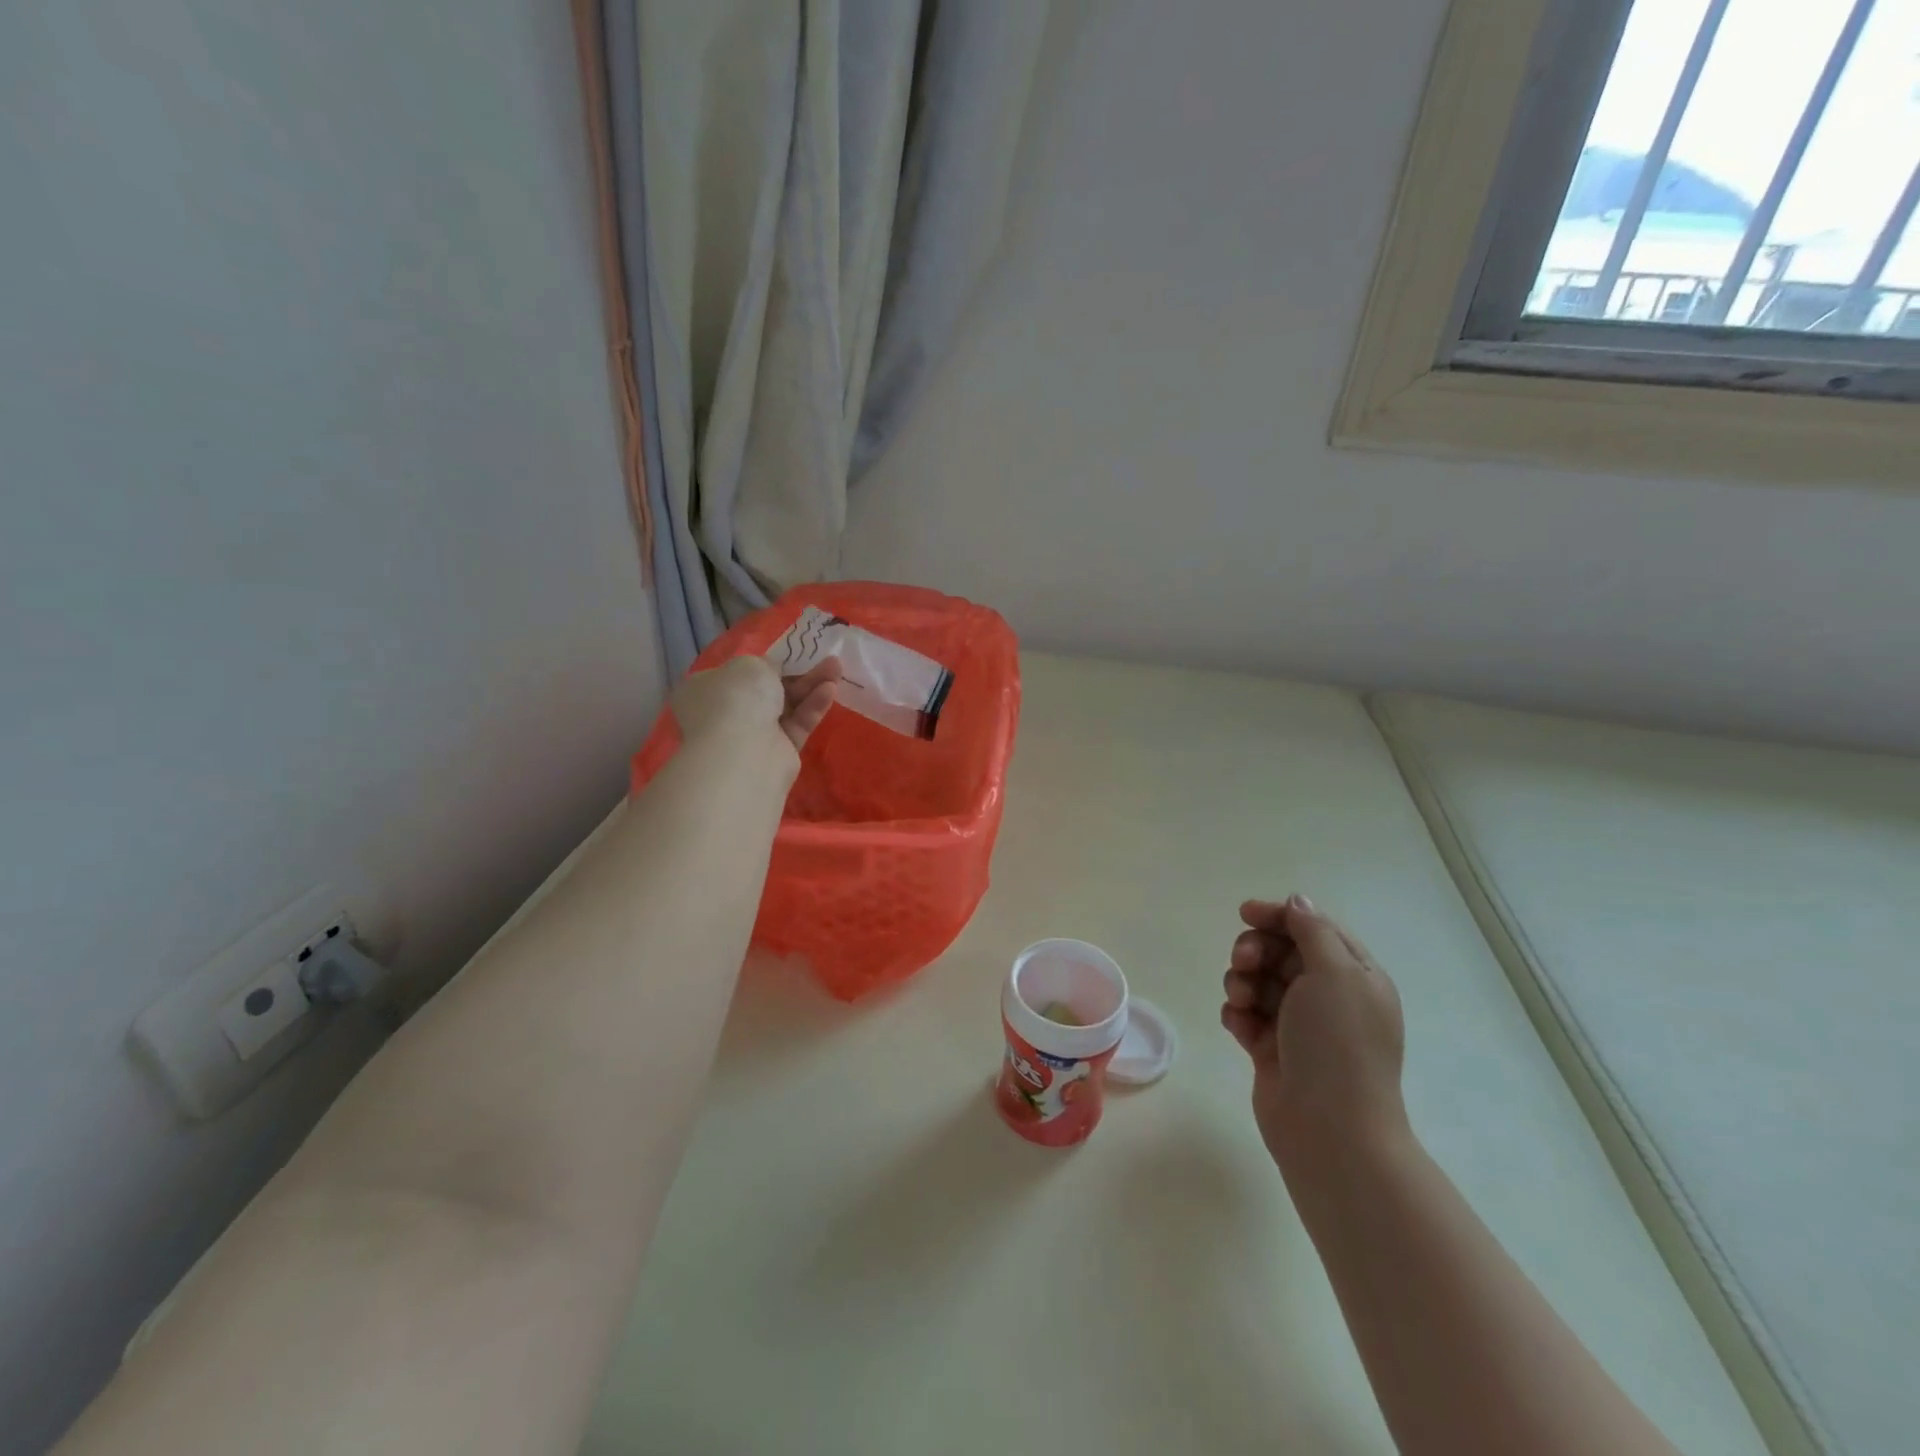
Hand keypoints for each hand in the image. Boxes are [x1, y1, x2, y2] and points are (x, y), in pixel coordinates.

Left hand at [671, 656, 841, 757]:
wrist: (743, 752)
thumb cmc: (737, 698)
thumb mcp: (751, 664)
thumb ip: (765, 665)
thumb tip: (772, 672)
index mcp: (705, 689)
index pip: (735, 674)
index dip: (762, 663)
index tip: (788, 654)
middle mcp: (725, 713)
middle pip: (767, 689)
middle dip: (797, 673)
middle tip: (825, 659)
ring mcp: (751, 735)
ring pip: (786, 706)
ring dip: (811, 686)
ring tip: (836, 668)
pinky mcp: (778, 752)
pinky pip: (797, 724)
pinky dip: (812, 707)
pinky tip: (830, 690)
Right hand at [1220, 896, 1408, 1185]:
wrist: (1330, 1130)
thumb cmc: (1337, 1044)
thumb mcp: (1335, 973)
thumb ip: (1312, 930)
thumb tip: (1296, 901)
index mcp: (1354, 975)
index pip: (1313, 927)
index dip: (1279, 916)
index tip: (1245, 913)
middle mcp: (1329, 996)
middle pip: (1280, 951)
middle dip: (1255, 950)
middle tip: (1244, 963)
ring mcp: (1299, 1024)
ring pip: (1257, 981)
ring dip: (1242, 982)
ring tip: (1241, 1002)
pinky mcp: (1272, 1048)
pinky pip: (1246, 1015)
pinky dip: (1237, 1014)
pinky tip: (1238, 1027)